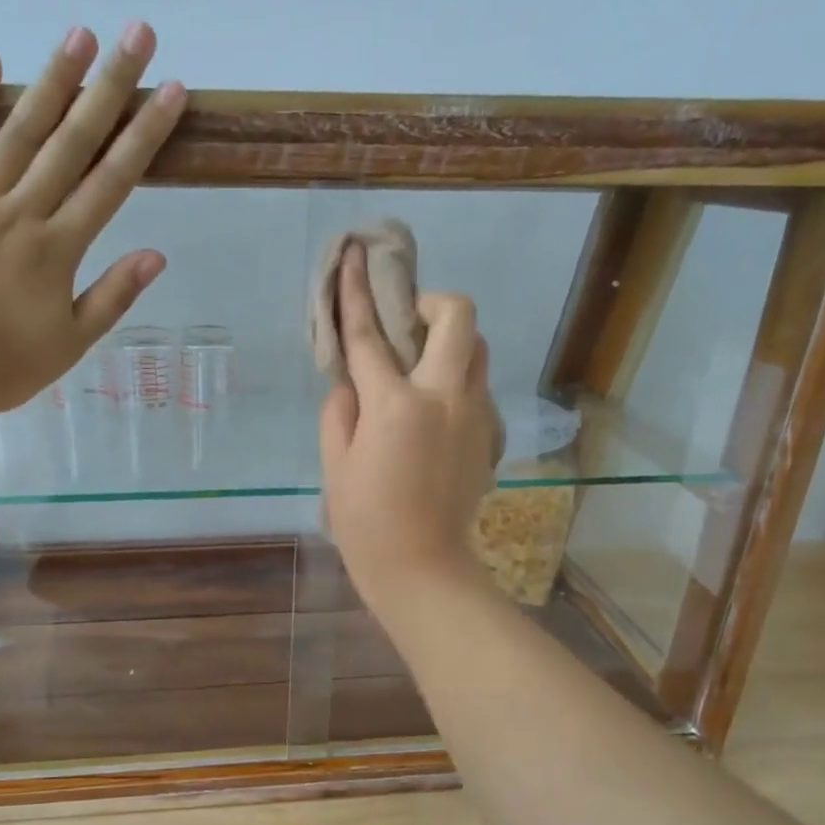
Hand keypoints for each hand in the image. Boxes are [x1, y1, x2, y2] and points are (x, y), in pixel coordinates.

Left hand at [0, 22, 185, 415]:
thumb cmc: (2, 365)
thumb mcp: (70, 342)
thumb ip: (112, 296)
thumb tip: (155, 256)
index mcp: (58, 249)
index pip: (112, 181)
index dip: (145, 134)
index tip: (172, 91)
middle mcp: (21, 212)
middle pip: (72, 142)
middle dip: (109, 87)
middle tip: (136, 34)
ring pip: (18, 132)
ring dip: (51, 81)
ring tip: (79, 34)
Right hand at [318, 247, 497, 619]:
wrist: (422, 568)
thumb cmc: (365, 521)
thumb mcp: (335, 464)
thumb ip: (340, 410)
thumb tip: (352, 383)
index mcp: (396, 404)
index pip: (372, 334)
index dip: (357, 291)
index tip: (353, 256)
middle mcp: (445, 397)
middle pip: (459, 318)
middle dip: (433, 304)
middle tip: (408, 324)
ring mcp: (475, 415)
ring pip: (479, 350)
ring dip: (451, 343)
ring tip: (421, 367)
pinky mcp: (490, 436)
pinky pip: (478, 389)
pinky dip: (457, 384)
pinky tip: (433, 415)